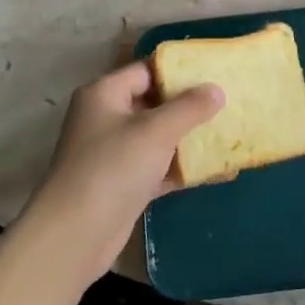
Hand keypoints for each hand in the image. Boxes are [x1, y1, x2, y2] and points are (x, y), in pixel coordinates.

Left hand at [16, 61, 223, 288]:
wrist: (75, 235)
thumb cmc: (113, 168)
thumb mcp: (156, 130)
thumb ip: (189, 107)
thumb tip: (217, 89)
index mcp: (104, 94)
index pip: (146, 70)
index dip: (179, 69)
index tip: (214, 71)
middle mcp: (106, 118)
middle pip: (154, 103)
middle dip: (190, 104)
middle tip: (227, 100)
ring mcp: (115, 154)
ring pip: (159, 137)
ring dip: (190, 137)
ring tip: (229, 132)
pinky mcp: (124, 185)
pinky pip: (160, 168)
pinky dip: (184, 168)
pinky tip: (219, 171)